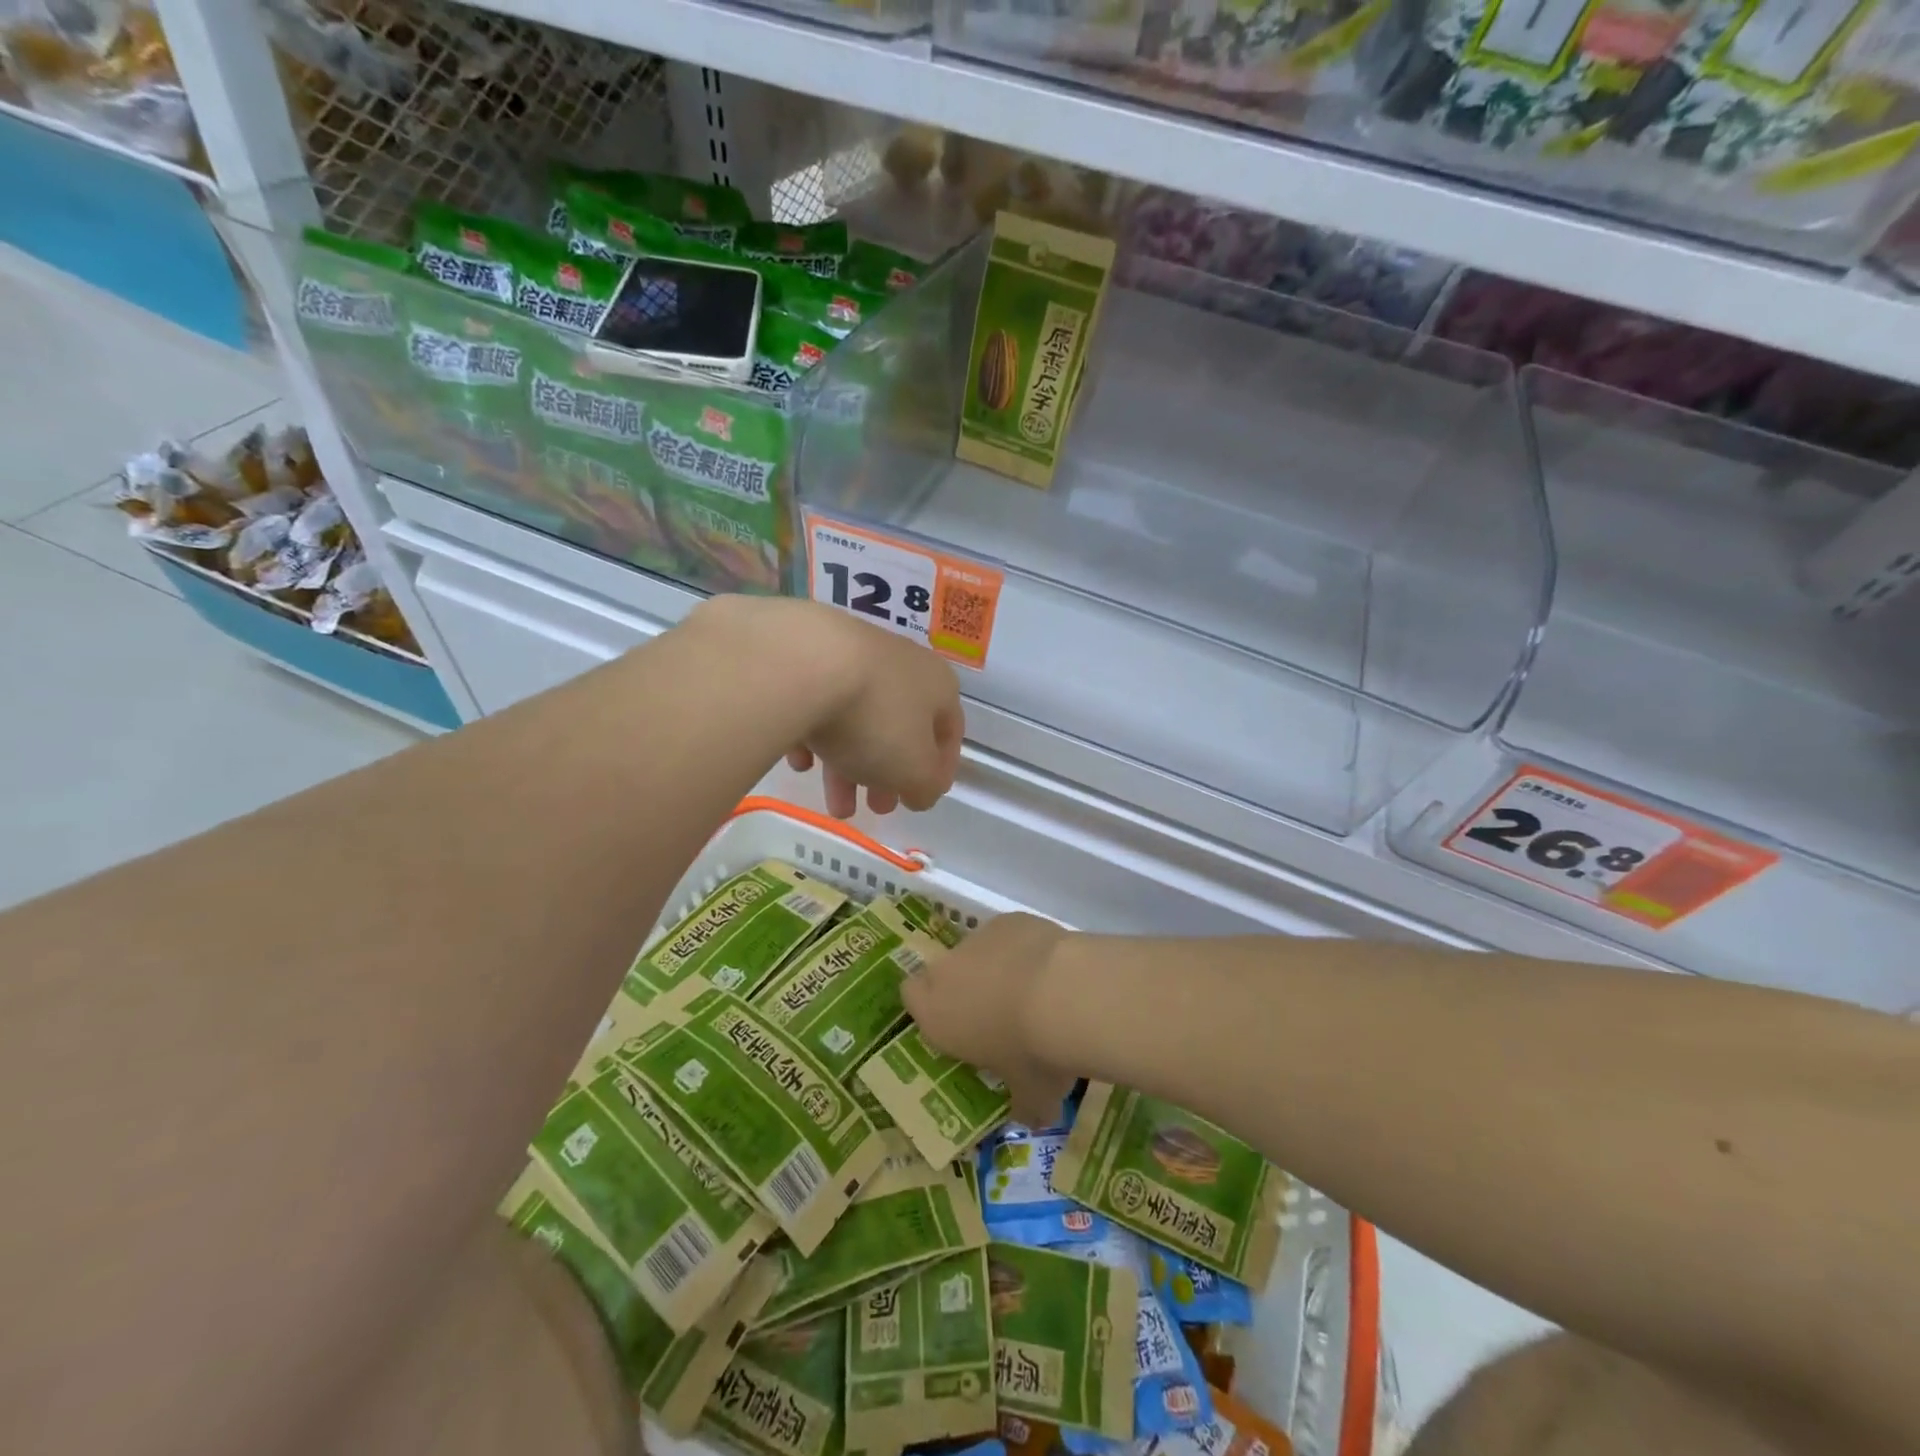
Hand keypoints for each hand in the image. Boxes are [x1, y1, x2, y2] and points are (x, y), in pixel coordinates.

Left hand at [750, 599, 962, 818]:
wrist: (804, 665)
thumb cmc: (876, 720)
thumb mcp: (914, 770)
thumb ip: (926, 786)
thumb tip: (923, 791)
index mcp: (937, 685)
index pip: (949, 732)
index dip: (938, 770)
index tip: (920, 800)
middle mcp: (901, 665)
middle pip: (899, 728)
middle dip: (889, 775)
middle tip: (877, 808)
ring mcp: (853, 657)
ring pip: (857, 720)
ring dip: (850, 767)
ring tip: (835, 808)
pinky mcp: (809, 658)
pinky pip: (818, 705)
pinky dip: (815, 736)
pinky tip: (801, 761)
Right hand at [901, 912, 1077, 1127]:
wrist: (1064, 992)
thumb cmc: (1033, 1053)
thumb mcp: (1030, 1094)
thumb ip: (1024, 1104)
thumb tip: (1035, 1117)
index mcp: (936, 1014)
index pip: (911, 997)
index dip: (930, 1006)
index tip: (956, 1022)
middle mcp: (948, 971)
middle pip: (944, 972)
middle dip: (965, 986)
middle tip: (998, 1011)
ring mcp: (978, 939)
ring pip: (978, 951)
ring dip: (996, 966)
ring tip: (1035, 989)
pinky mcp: (1008, 919)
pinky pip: (1009, 935)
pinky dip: (1023, 947)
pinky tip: (1052, 967)